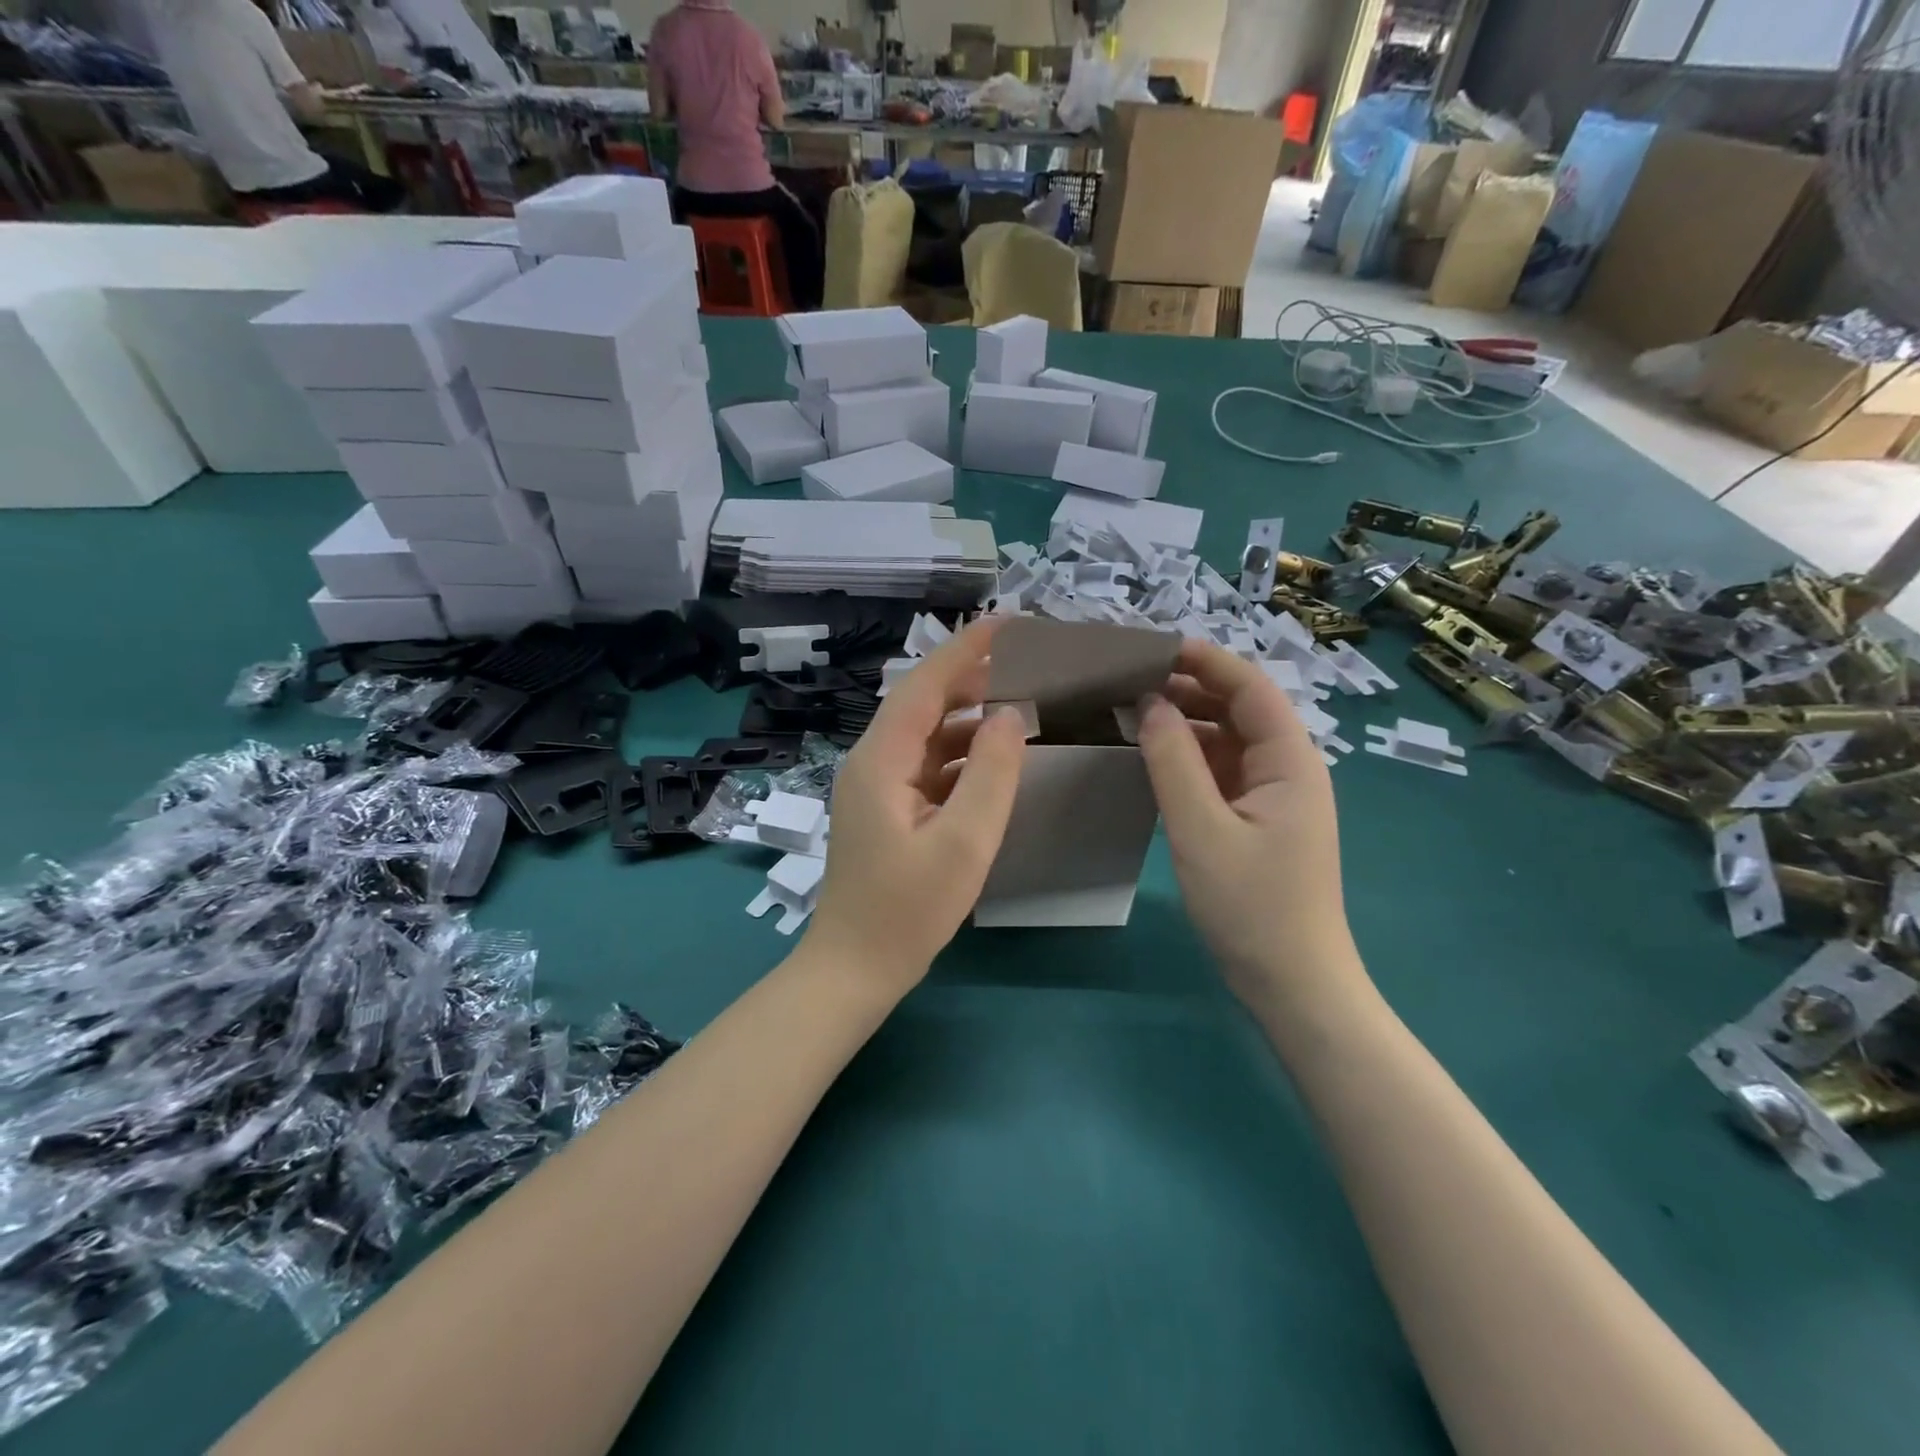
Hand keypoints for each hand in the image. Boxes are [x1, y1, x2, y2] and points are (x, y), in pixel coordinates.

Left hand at [805, 620, 1026, 992]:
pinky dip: (961, 754)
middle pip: (923, 703)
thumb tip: (1010, 715)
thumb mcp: (963, 843)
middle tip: (1027, 663)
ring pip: (926, 735)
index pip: (925, 684)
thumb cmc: (907, 910)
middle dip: (972, 678)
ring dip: (969, 717)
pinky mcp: (887, 810)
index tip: (1009, 622)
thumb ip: (991, 774)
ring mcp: (877, 787)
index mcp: (881, 759)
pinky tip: (994, 759)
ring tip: (1020, 703)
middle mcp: (872, 762)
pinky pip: (927, 766)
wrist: (854, 969)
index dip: (966, 648)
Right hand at [1135, 639, 1360, 1012]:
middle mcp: (1288, 768)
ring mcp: (1273, 795)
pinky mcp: (1257, 819)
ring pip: (1228, 740)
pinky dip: (1188, 758)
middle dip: (1188, 689)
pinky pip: (1221, 772)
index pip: (1250, 688)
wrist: (1292, 982)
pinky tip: (1152, 757)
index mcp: (1290, 761)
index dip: (1205, 661)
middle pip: (1239, 709)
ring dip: (1185, 723)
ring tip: (1130, 712)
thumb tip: (1149, 704)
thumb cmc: (1251, 906)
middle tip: (1128, 681)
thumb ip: (1173, 762)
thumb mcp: (1201, 830)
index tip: (1153, 647)